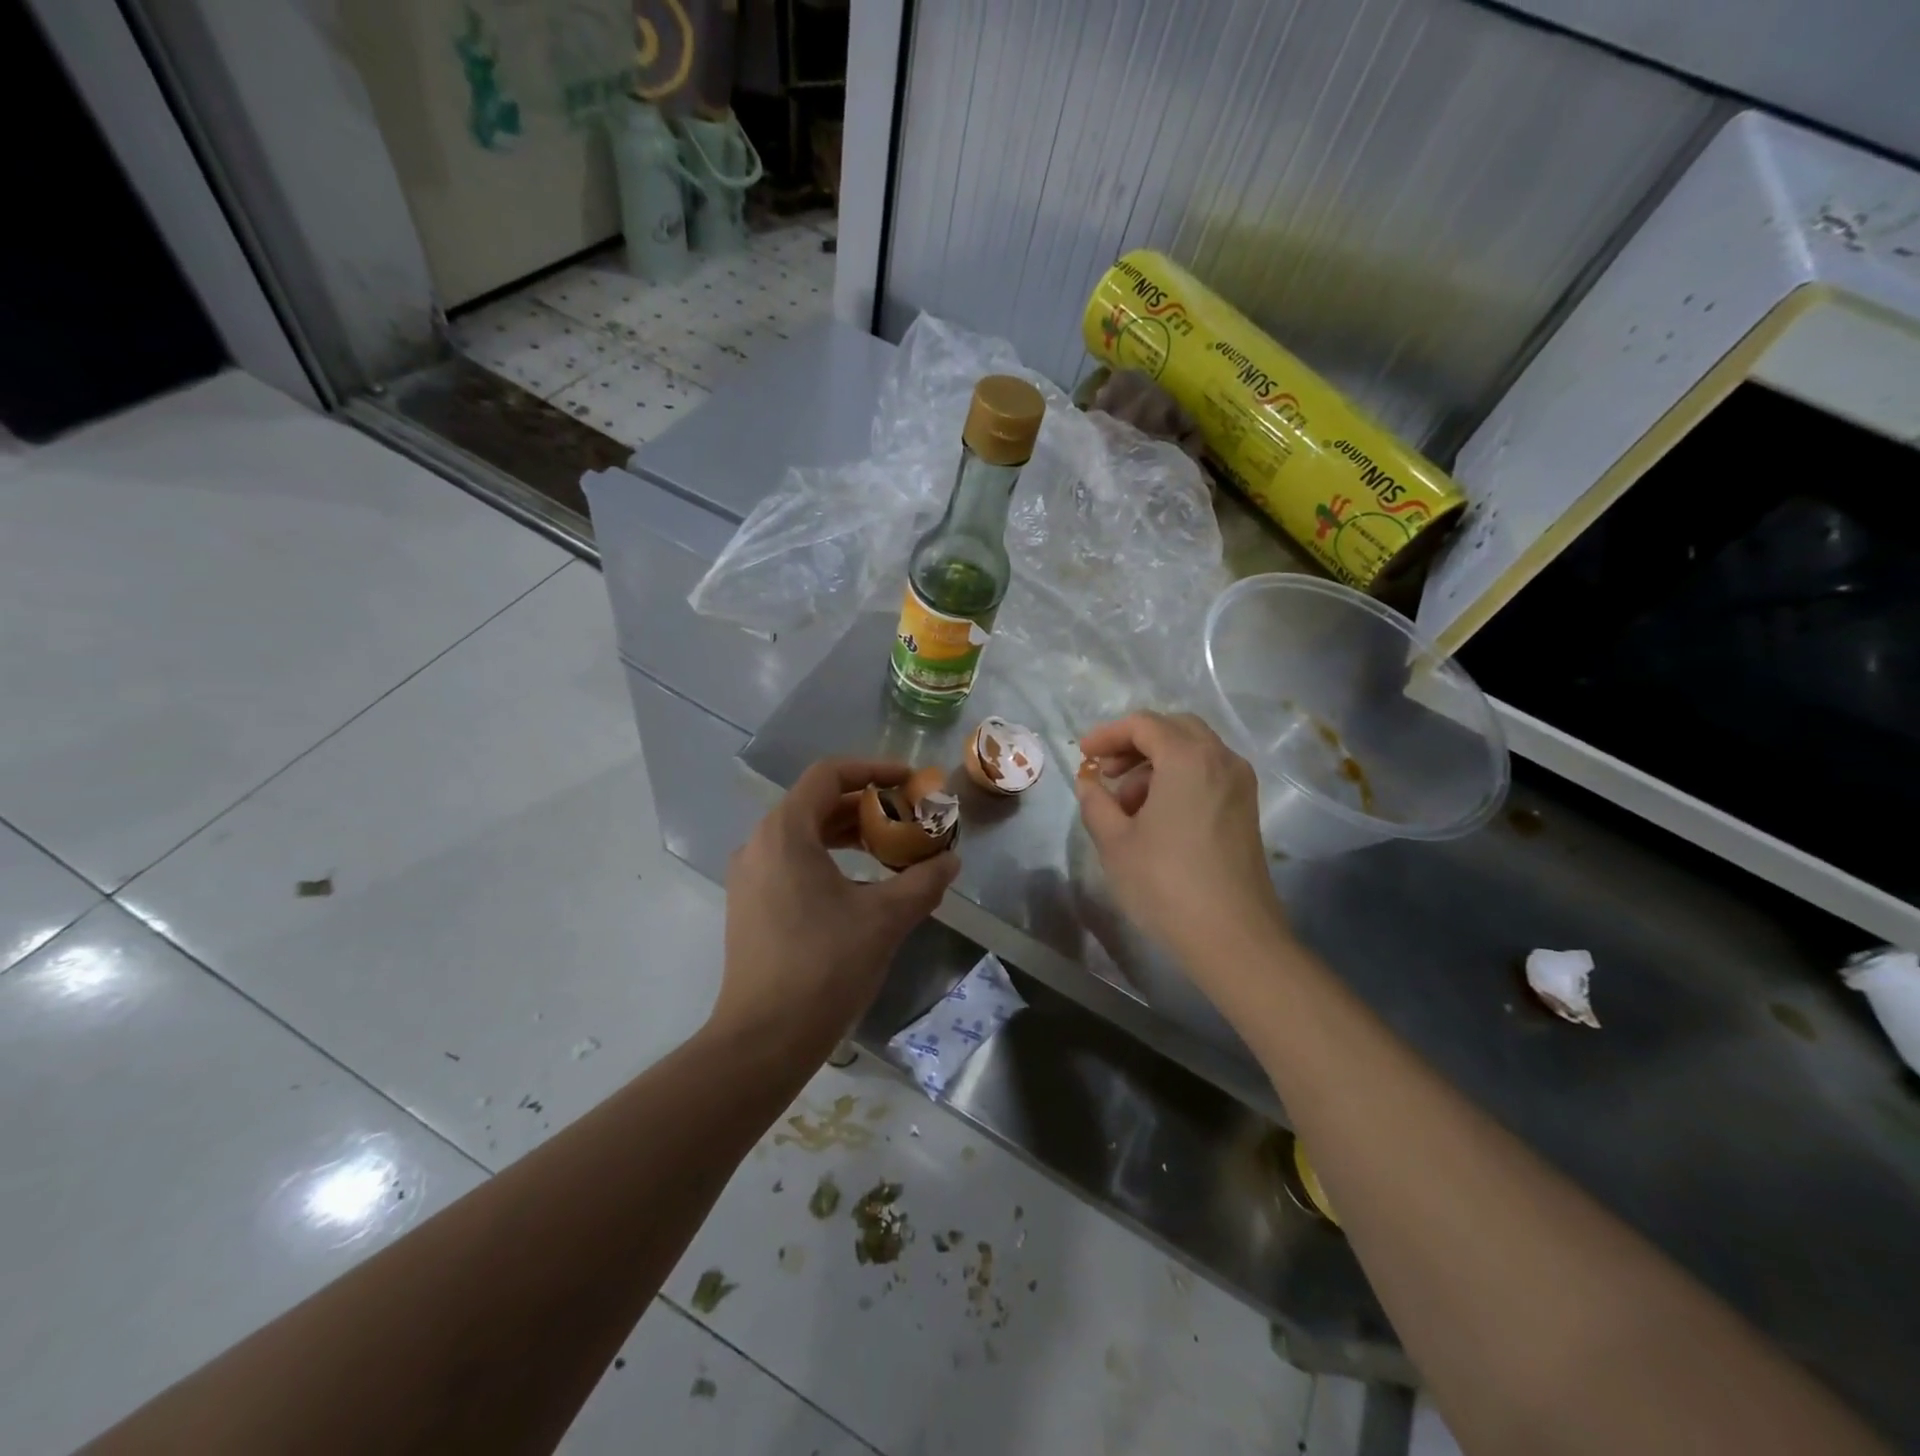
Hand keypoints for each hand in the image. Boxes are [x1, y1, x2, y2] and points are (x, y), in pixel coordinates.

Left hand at [715, 758, 958, 1059]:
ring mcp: (750, 876)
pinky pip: (792, 862)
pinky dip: (829, 858)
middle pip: (816, 803)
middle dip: (866, 804)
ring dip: (849, 833)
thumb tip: (950, 861)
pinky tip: (861, 885)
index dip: (874, 769)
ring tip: (891, 848)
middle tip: (908, 816)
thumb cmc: (825, 966)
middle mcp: (760, 844)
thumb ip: (923, 881)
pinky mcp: (750, 905)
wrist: (764, 1039)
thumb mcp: (885, 918)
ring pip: (804, 834)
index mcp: (786, 832)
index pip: (829, 774)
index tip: (911, 781)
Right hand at [1076, 713, 1287, 978]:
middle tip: (1106, 771)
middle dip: (1135, 743)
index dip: (1108, 734)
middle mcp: (1221, 759)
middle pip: (1173, 729)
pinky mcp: (1247, 808)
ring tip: (1126, 803)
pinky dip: (1179, 778)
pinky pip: (1208, 773)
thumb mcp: (1115, 842)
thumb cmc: (1166, 883)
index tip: (1084, 755)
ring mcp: (1240, 784)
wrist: (1233, 937)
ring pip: (1193, 750)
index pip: (1144, 724)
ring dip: (1156, 763)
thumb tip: (1089, 782)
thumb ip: (1096, 802)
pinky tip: (1156, 815)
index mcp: (1188, 758)